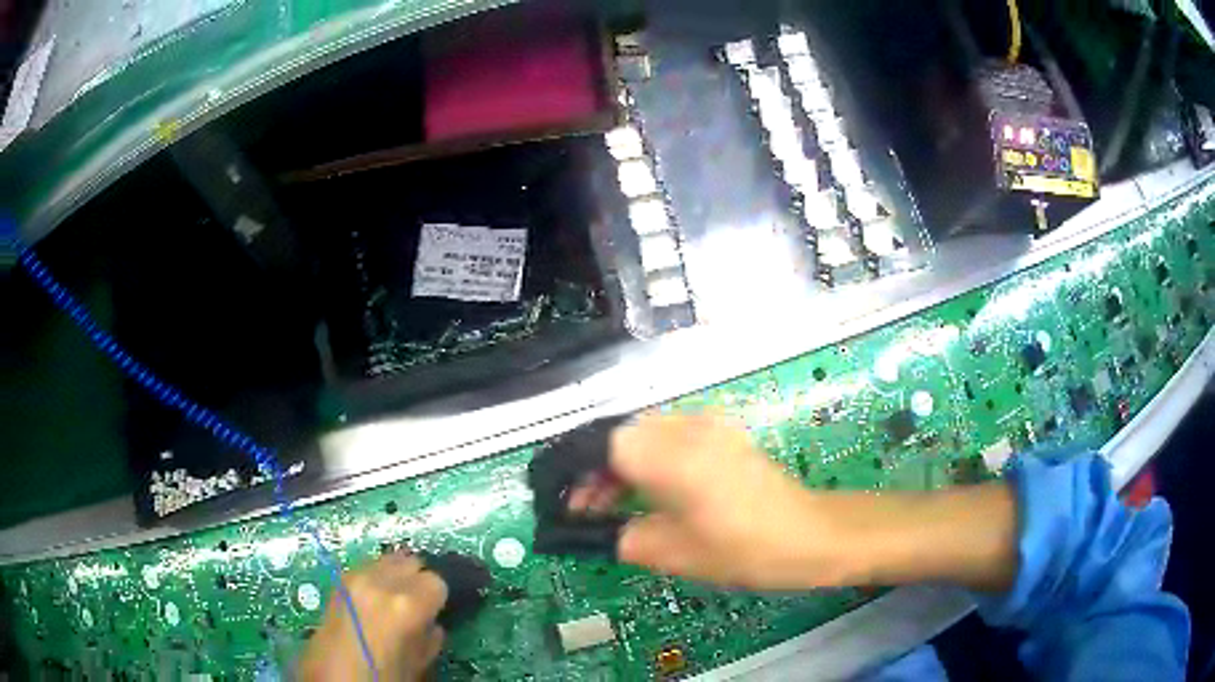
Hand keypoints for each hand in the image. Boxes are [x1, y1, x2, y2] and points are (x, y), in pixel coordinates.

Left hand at [298, 552, 447, 680]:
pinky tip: (374, 602)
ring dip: (396, 576)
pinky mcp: (338, 581)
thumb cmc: (380, 677)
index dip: (438, 600)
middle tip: (418, 608)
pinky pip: (366, 567)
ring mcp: (354, 577)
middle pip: (411, 562)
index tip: (435, 614)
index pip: (436, 581)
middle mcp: (378, 582)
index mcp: (404, 605)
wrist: (330, 677)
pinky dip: (376, 578)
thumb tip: (432, 625)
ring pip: (387, 560)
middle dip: (418, 582)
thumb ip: (430, 640)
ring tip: (394, 603)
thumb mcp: (417, 664)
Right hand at [572, 412, 1018, 592]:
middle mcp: (687, 426)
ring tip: (613, 508)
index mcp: (670, 453)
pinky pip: (670, 440)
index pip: (601, 442)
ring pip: (643, 435)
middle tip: (587, 512)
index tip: (564, 504)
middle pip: (620, 434)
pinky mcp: (724, 436)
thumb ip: (621, 536)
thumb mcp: (673, 553)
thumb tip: (591, 530)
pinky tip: (650, 495)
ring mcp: (709, 426)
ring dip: (621, 468)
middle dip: (595, 471)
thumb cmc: (744, 548)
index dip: (574, 471)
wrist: (812, 535)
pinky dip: (649, 464)